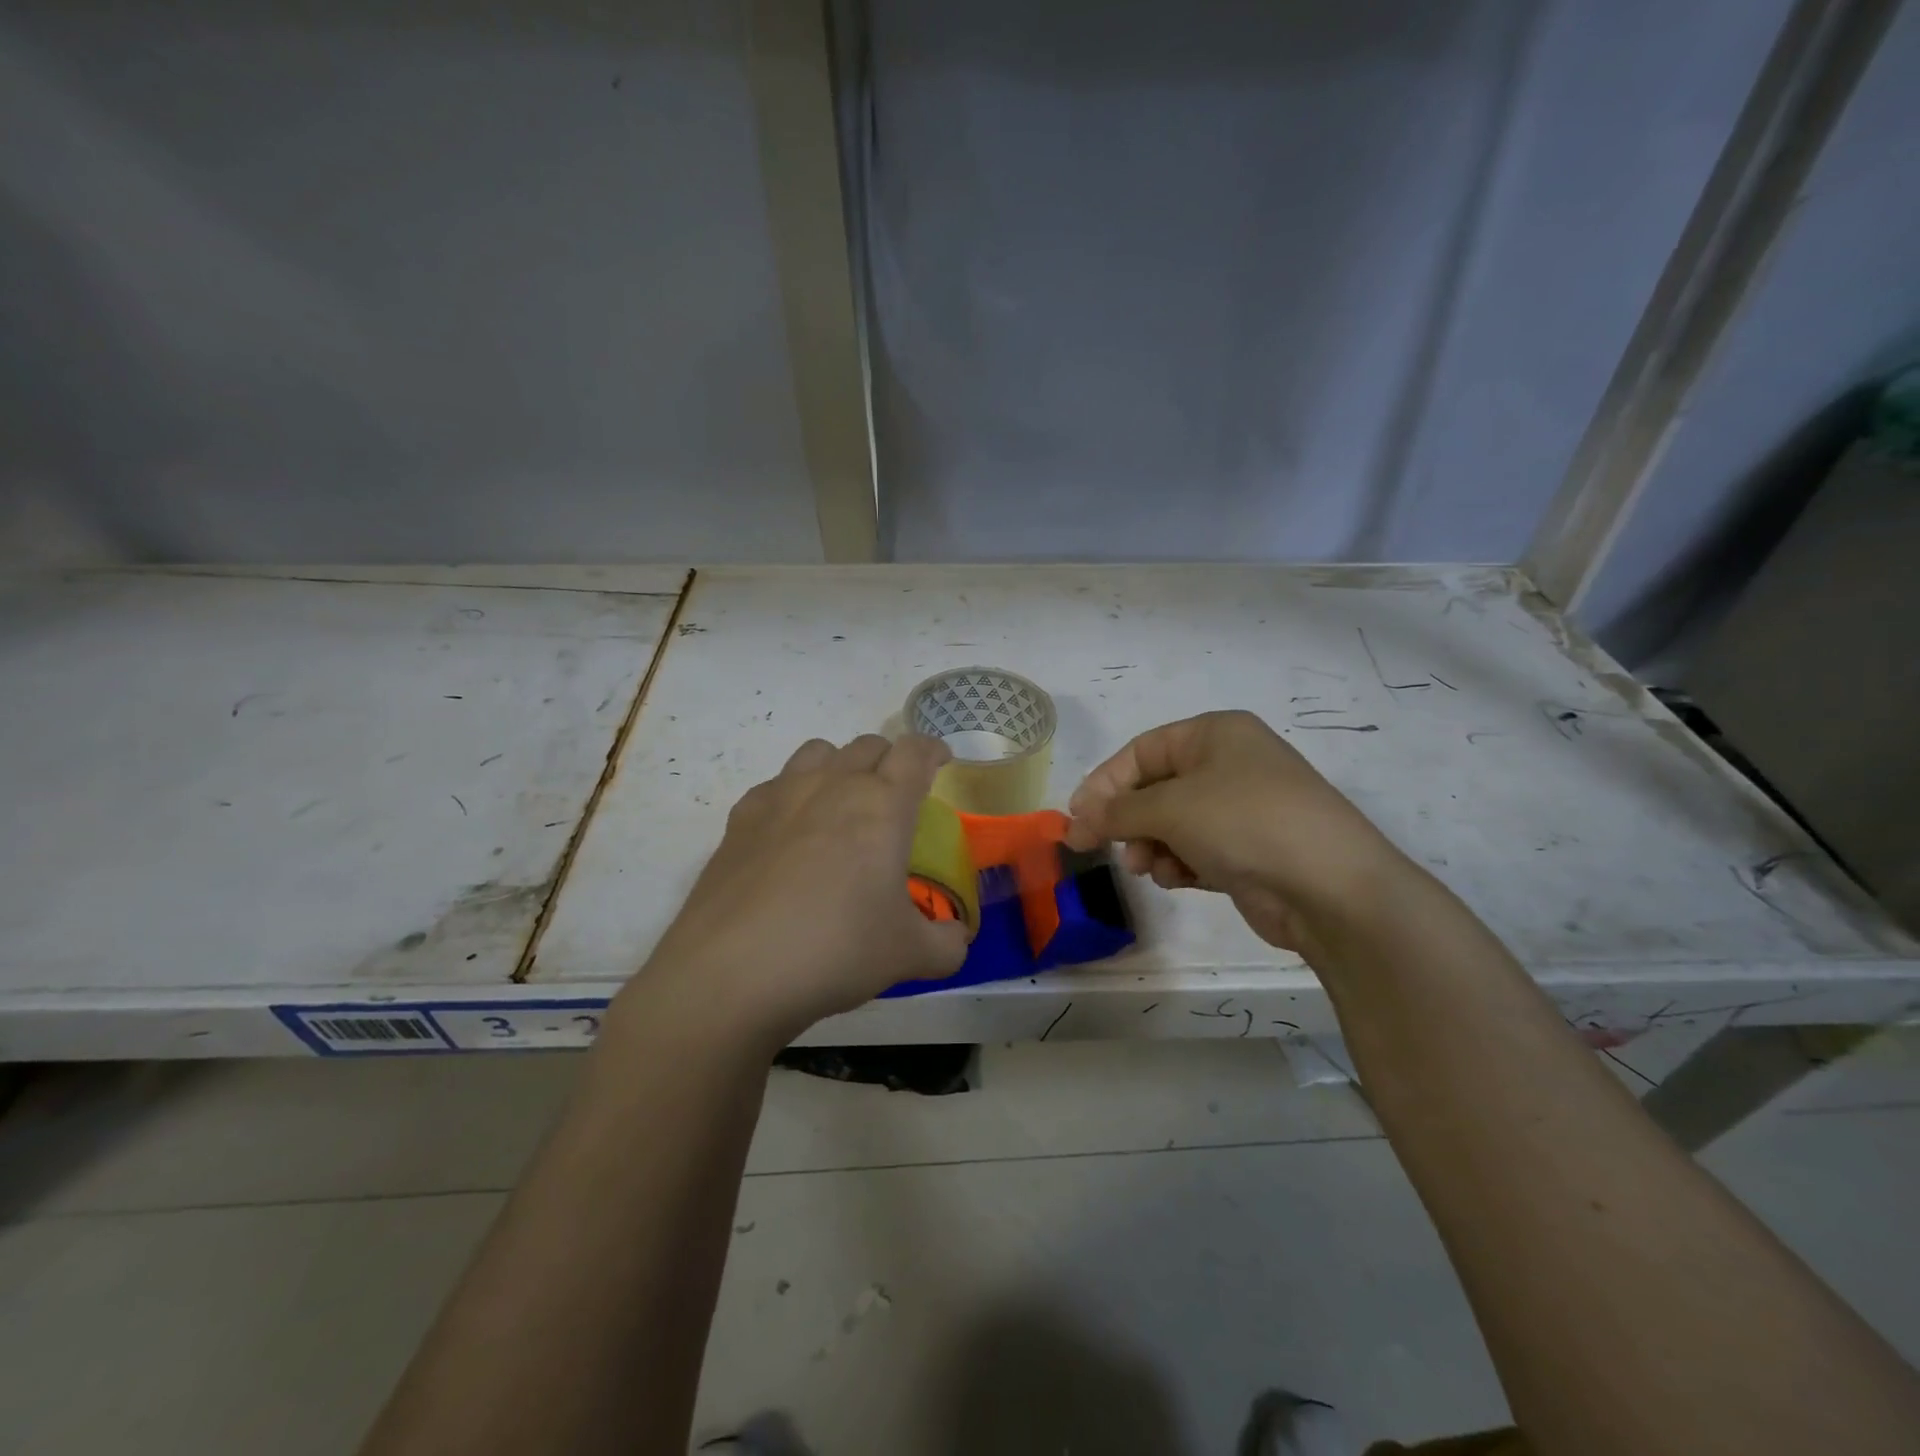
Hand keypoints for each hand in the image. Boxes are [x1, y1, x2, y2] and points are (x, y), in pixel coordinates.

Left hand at [629, 734, 969, 1049]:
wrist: (732, 972)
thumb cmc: (835, 951)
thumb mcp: (909, 956)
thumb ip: (946, 944)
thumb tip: (956, 938)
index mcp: (883, 805)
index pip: (916, 752)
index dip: (933, 750)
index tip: (941, 762)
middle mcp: (833, 785)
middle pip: (869, 745)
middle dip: (890, 760)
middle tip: (896, 795)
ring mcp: (781, 796)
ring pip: (819, 751)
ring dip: (841, 765)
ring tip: (843, 803)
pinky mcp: (740, 818)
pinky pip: (776, 784)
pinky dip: (794, 794)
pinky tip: (790, 834)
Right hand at [1066, 710, 1411, 952]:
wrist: (1330, 887)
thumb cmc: (1244, 822)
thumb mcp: (1171, 808)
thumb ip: (1116, 812)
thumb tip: (1075, 821)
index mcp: (1215, 734)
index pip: (1142, 751)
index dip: (1104, 783)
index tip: (1076, 818)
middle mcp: (1229, 764)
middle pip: (1156, 788)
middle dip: (1128, 820)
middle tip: (1102, 848)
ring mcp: (1242, 809)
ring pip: (1174, 823)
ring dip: (1152, 845)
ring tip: (1148, 867)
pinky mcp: (1250, 850)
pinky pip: (1197, 849)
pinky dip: (1180, 863)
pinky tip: (1178, 879)